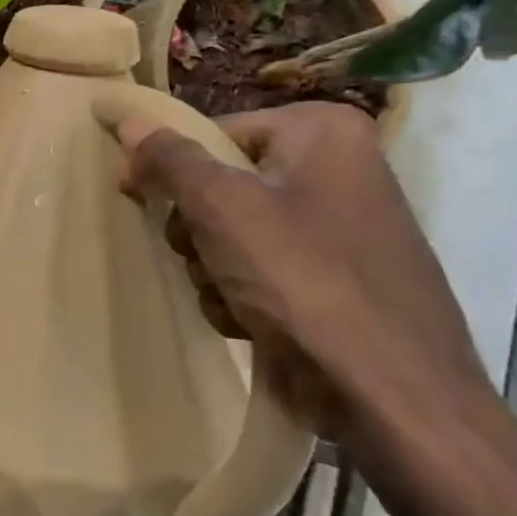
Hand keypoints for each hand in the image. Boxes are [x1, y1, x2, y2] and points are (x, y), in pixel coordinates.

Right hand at [116, 102, 486, 441]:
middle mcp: (338, 170)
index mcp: (323, 134)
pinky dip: (241, 294)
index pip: (214, 134)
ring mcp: (338, 229)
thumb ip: (170, 160)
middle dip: (197, 231)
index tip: (140, 200)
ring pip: (231, 233)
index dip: (172, 170)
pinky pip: (259, 270)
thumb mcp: (223, 208)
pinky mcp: (333, 280)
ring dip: (212, 269)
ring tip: (230, 297)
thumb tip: (128, 120)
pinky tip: (251, 321)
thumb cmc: (304, 281)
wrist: (389, 394)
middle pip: (221, 186)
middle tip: (202, 256)